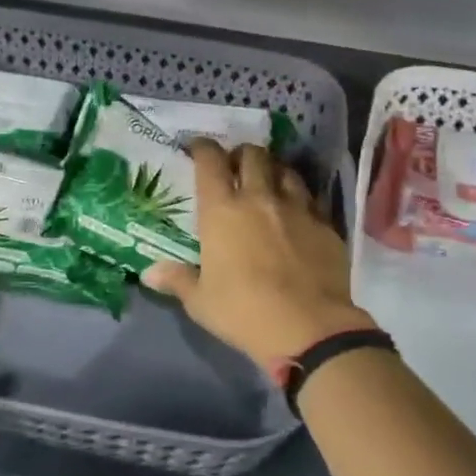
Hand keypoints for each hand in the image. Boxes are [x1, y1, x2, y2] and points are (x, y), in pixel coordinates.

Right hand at [143, 140, 375, 364]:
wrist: (308, 328)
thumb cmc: (243, 312)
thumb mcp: (201, 301)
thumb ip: (177, 280)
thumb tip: (149, 273)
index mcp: (222, 211)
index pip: (210, 162)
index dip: (203, 148)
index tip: (198, 148)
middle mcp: (259, 198)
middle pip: (253, 155)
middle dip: (241, 154)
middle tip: (235, 167)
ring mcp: (297, 208)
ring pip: (285, 170)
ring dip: (273, 171)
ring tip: (268, 183)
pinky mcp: (326, 224)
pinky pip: (312, 198)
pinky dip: (300, 197)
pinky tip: (298, 211)